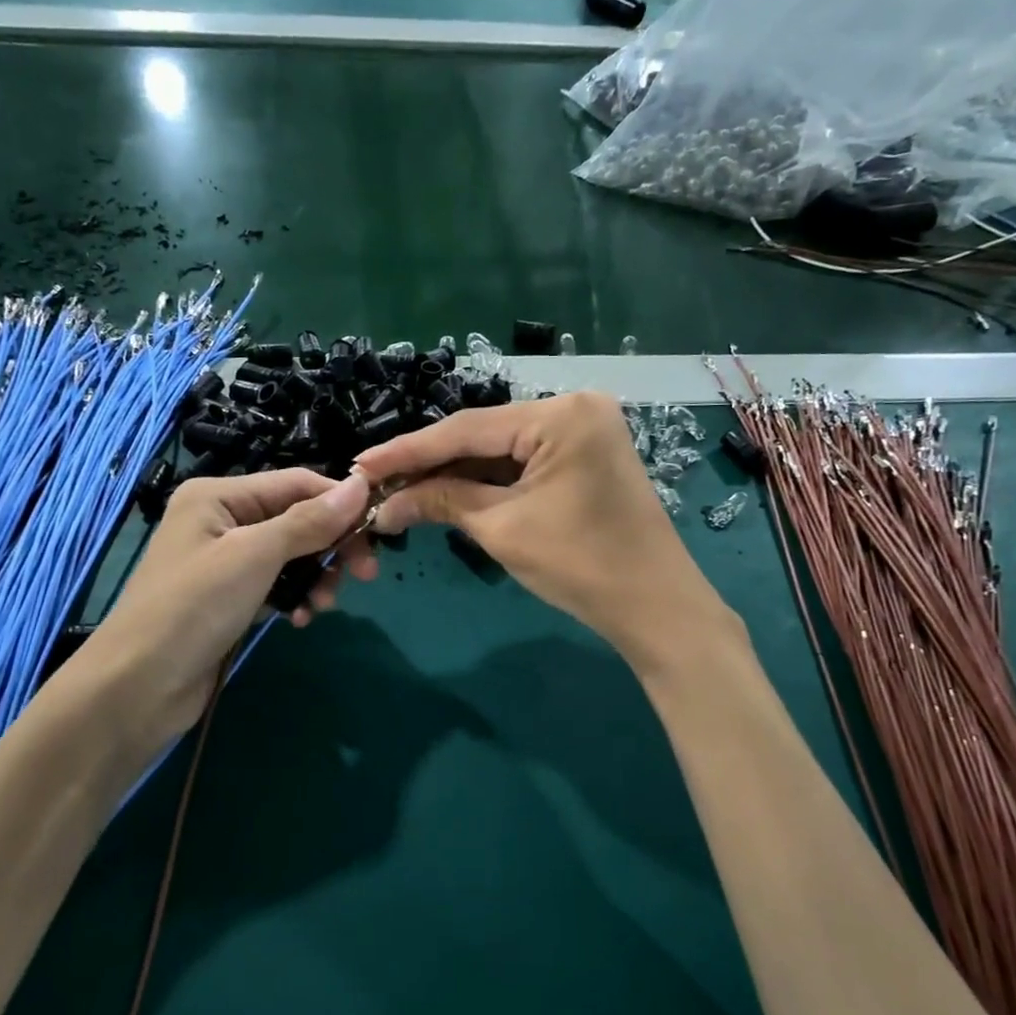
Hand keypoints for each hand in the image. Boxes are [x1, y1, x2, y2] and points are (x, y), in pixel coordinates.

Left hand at [76, 469, 375, 747]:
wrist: (138, 687)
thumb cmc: (193, 606)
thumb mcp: (256, 555)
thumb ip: (309, 521)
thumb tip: (361, 484)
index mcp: (219, 495)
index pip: (297, 483)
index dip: (340, 502)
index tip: (380, 529)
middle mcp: (223, 520)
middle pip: (298, 520)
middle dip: (332, 545)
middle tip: (366, 575)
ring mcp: (226, 562)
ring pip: (293, 556)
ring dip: (316, 577)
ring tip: (323, 605)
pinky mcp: (231, 599)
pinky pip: (278, 586)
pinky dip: (295, 598)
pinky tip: (299, 620)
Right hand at [354, 392, 722, 668]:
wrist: (654, 607)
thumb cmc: (581, 565)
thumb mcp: (503, 529)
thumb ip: (442, 501)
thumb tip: (385, 504)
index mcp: (560, 414)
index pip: (467, 429)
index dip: (408, 450)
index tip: (361, 464)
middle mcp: (574, 407)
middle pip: (483, 435)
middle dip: (430, 463)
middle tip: (376, 480)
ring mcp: (584, 431)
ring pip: (501, 449)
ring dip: (455, 473)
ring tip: (400, 488)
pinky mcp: (585, 457)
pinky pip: (523, 463)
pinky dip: (486, 481)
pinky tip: (445, 491)